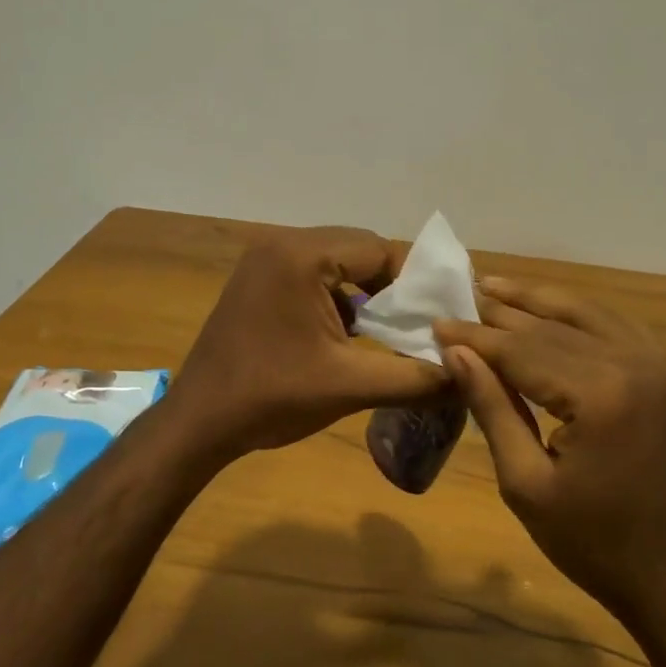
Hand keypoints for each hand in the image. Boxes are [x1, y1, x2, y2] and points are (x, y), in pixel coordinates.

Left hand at [168, 227, 447, 462]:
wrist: (198, 422)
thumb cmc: (272, 398)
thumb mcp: (351, 386)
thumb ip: (415, 378)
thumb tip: (467, 376)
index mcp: (301, 256)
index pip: (379, 249)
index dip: (414, 281)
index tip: (437, 315)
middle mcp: (281, 244)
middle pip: (358, 250)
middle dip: (391, 286)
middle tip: (417, 323)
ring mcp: (263, 261)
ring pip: (335, 263)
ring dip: (364, 292)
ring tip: (388, 330)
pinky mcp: (256, 280)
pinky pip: (312, 275)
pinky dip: (337, 299)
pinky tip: (348, 335)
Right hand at [434, 278, 665, 666]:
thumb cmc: (596, 546)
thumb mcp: (527, 484)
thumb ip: (492, 409)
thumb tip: (456, 353)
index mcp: (600, 395)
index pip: (522, 349)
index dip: (475, 337)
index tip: (436, 324)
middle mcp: (635, 364)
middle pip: (554, 326)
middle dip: (502, 314)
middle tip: (460, 298)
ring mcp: (663, 367)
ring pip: (589, 316)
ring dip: (541, 301)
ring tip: (497, 286)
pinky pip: (620, 329)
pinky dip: (583, 316)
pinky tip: (556, 310)